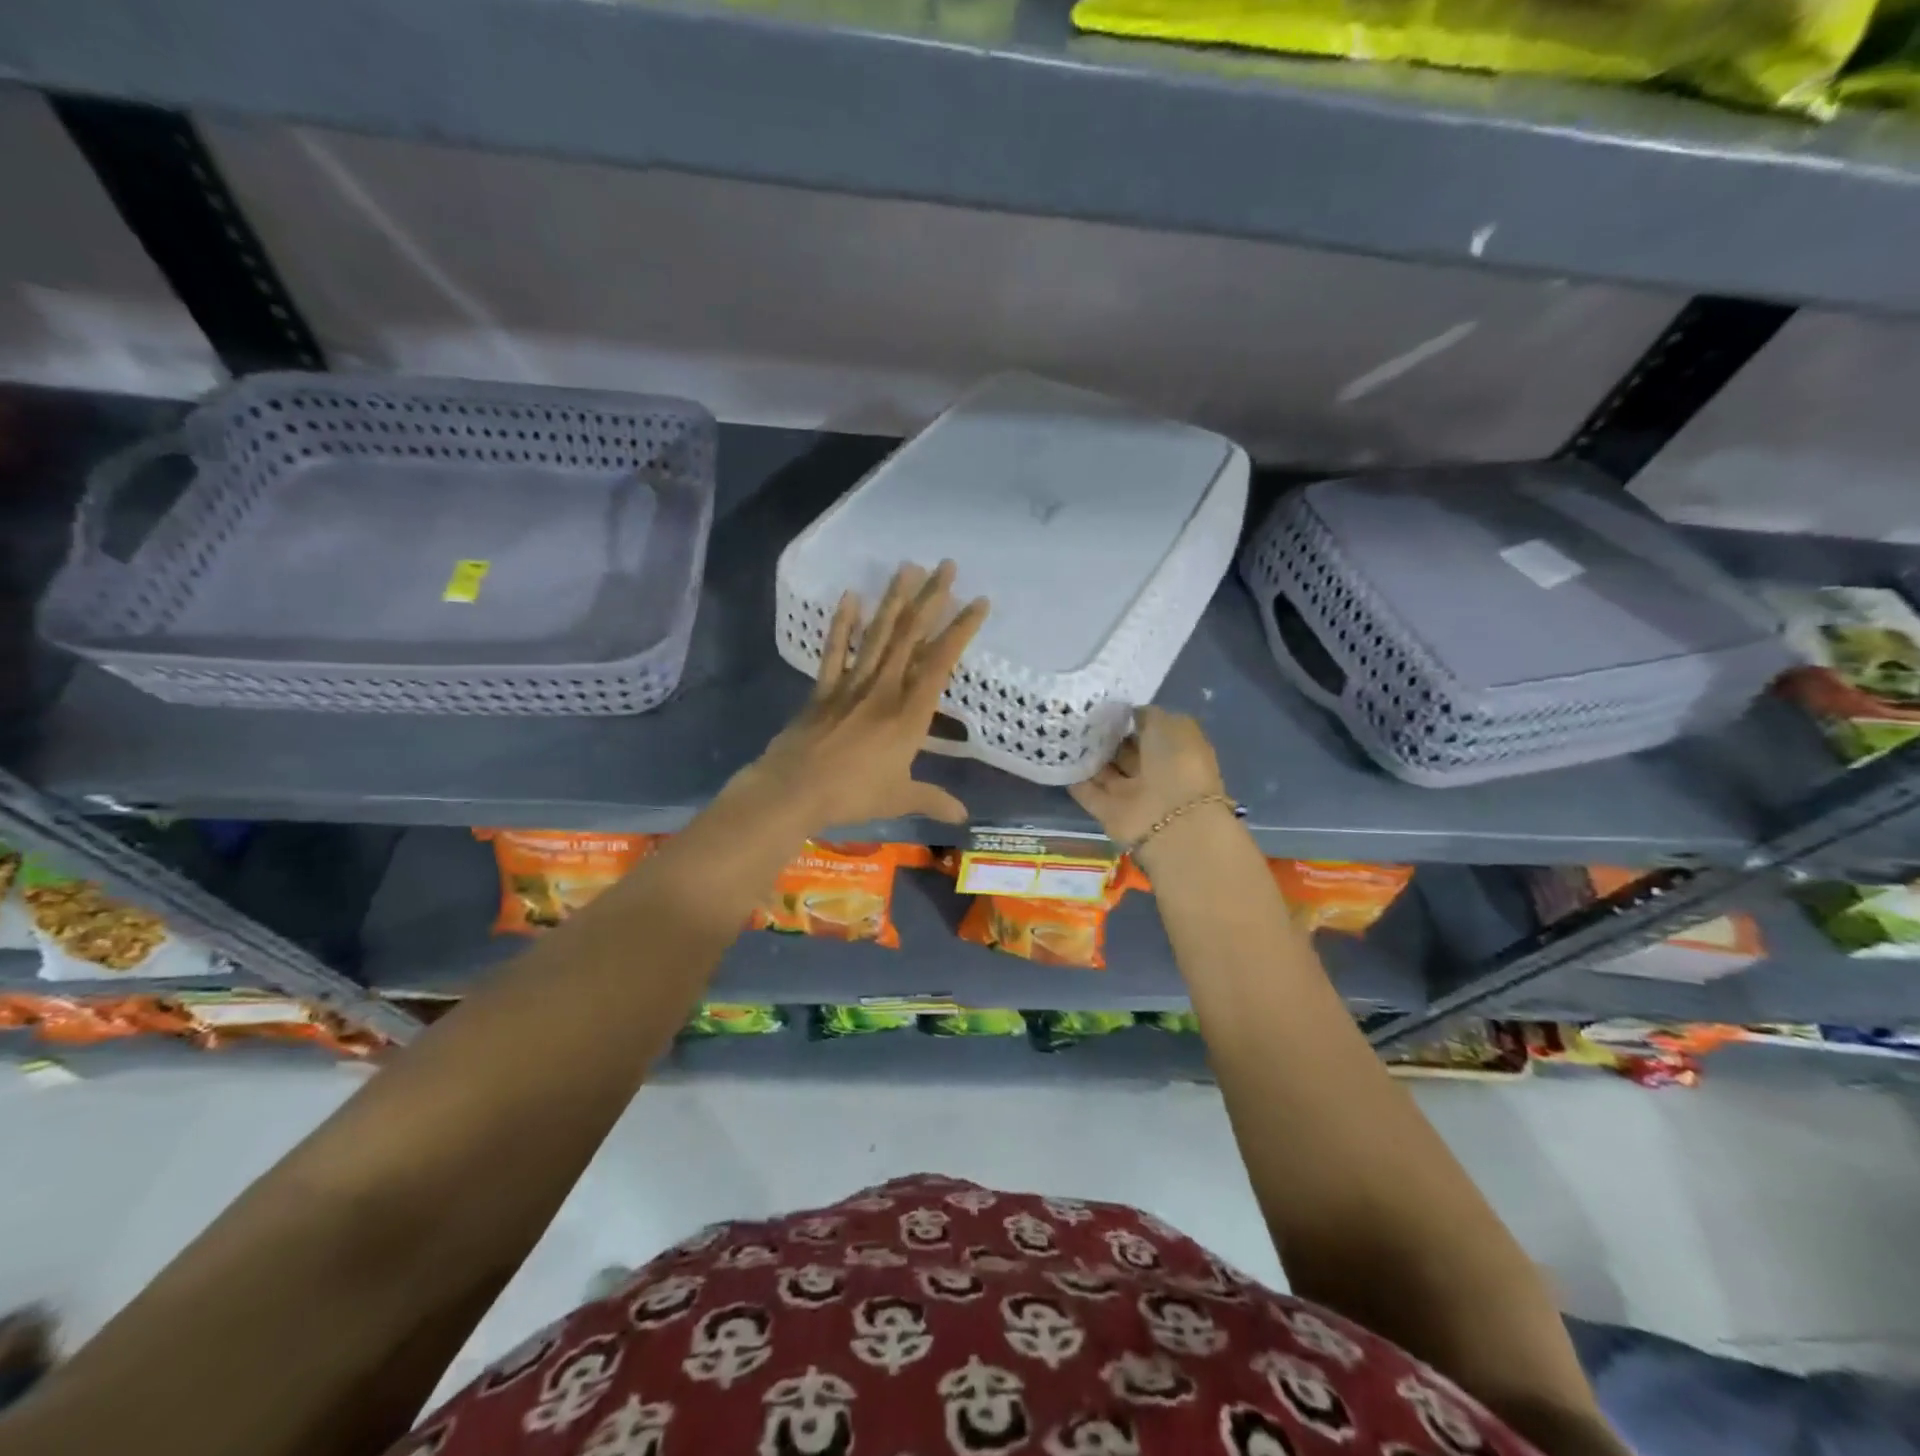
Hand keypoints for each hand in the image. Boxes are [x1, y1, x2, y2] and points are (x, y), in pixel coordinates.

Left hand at [743, 561, 987, 829]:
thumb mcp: (899, 798)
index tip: (979, 601)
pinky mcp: (823, 690)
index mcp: (909, 714)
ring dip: (893, 600)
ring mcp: (851, 685)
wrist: (793, 790)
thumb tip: (963, 818)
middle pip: (910, 636)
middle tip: (946, 565)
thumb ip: (932, 800)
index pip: (941, 662)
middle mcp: (884, 689)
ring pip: (877, 635)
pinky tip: (850, 596)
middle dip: (931, 599)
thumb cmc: (852, 794)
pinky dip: (842, 624)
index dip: (961, 629)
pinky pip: (834, 651)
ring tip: (907, 567)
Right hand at [1069, 706, 1227, 848]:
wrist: (1170, 819)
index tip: (1101, 705)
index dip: (1126, 719)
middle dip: (1103, 737)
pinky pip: (1089, 792)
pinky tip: (1056, 759)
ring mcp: (1130, 794)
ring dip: (1087, 756)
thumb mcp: (1170, 724)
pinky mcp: (1108, 813)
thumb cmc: (1177, 764)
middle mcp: (1153, 772)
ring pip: (1105, 771)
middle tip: (1076, 717)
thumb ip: (1147, 716)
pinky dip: (1074, 779)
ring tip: (1061, 733)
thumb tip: (1128, 713)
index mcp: (1175, 749)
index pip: (1147, 730)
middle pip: (1123, 752)